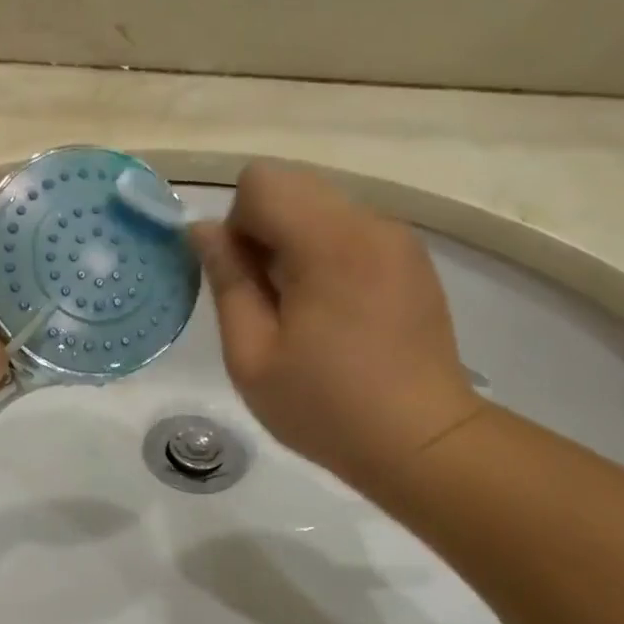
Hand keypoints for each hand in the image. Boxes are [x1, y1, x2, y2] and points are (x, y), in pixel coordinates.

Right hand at [189, 162, 482, 494]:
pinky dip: (326, 255)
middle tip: (270, 300)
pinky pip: (350, 231)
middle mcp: (370, 223)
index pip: (261, 180)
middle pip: (292, 185)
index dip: (236, 224)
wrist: (422, 443)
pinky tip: (336, 314)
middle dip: (264, 230)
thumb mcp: (252, 356)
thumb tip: (201, 230)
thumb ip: (227, 282)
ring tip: (304, 311)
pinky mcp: (412, 258)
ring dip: (295, 244)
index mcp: (329, 243)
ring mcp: (398, 238)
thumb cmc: (326, 407)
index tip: (245, 282)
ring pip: (321, 207)